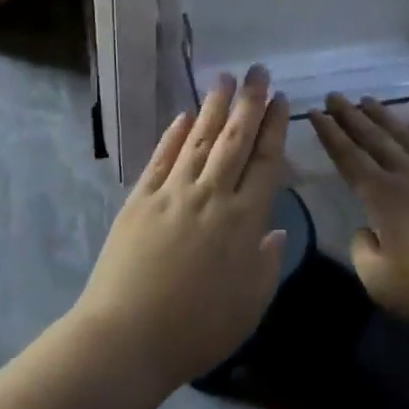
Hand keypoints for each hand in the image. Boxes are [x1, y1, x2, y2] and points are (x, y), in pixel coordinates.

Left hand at [75, 66, 289, 390]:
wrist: (127, 337)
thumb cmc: (198, 329)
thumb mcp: (250, 304)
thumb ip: (268, 262)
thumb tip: (276, 228)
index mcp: (243, 220)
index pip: (265, 161)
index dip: (274, 127)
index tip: (281, 99)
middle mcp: (210, 195)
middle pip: (234, 140)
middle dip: (249, 102)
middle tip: (257, 71)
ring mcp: (172, 193)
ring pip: (198, 140)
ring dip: (213, 107)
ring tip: (224, 79)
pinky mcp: (140, 199)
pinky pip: (161, 158)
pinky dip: (173, 134)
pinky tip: (183, 116)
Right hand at [308, 94, 408, 342]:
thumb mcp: (379, 282)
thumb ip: (362, 250)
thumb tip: (367, 229)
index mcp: (383, 197)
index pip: (348, 157)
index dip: (330, 135)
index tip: (315, 113)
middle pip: (374, 138)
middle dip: (350, 116)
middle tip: (334, 95)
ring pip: (405, 135)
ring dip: (383, 117)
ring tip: (367, 100)